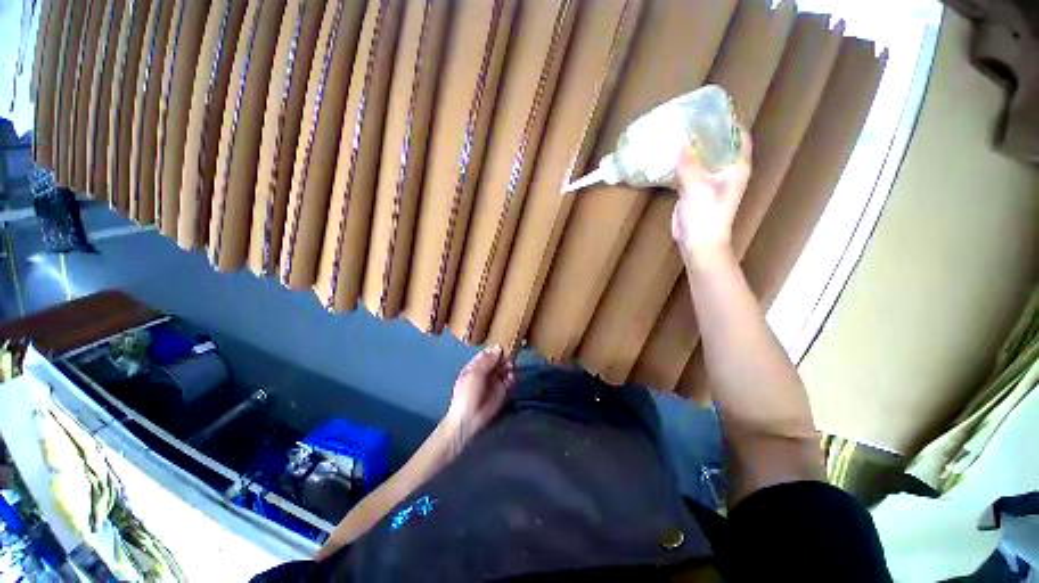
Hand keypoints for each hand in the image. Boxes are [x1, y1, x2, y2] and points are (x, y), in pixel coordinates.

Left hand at [443, 346, 514, 454]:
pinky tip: (511, 377)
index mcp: (476, 366)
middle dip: (505, 357)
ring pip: (506, 368)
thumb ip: (487, 361)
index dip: (495, 349)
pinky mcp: (503, 390)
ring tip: (510, 368)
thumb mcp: (475, 374)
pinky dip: (512, 377)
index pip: (488, 353)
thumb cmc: (467, 394)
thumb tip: (499, 348)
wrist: (469, 419)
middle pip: (498, 359)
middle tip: (510, 358)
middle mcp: (486, 371)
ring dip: (509, 366)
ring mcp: (495, 380)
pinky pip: (510, 379)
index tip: (504, 346)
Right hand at [671, 128, 751, 265]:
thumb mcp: (697, 188)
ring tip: (675, 134)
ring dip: (692, 147)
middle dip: (705, 132)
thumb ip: (690, 164)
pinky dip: (681, 162)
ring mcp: (710, 181)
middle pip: (719, 144)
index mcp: (736, 166)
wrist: (698, 242)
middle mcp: (726, 170)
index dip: (728, 121)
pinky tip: (668, 156)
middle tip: (687, 119)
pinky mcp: (695, 190)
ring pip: (703, 157)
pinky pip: (689, 170)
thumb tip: (681, 142)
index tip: (710, 110)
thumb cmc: (706, 216)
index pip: (738, 136)